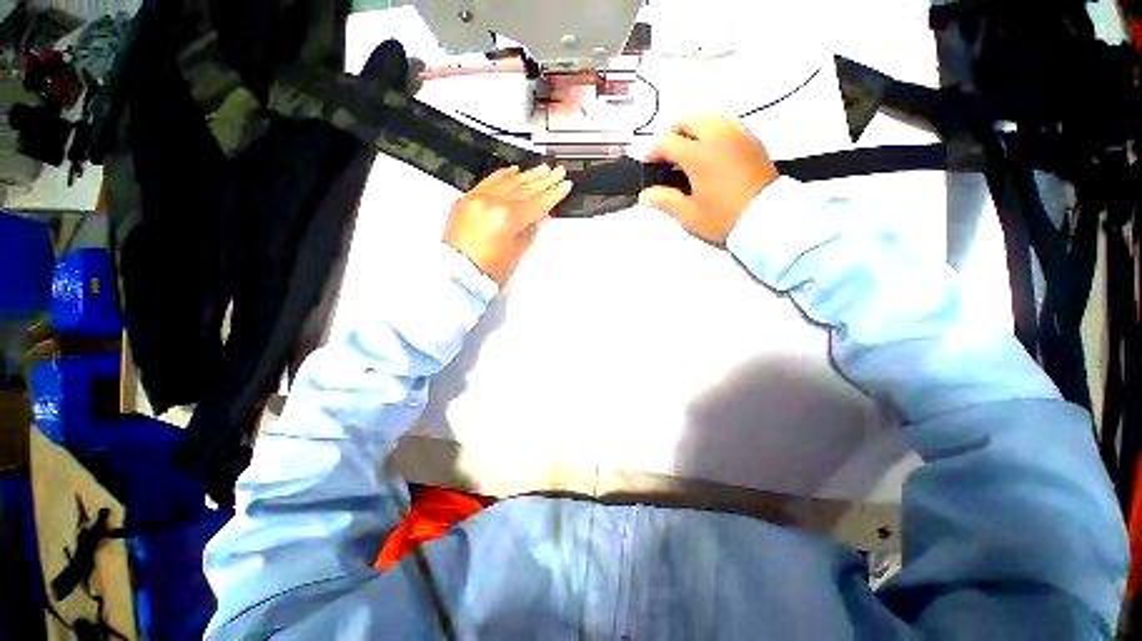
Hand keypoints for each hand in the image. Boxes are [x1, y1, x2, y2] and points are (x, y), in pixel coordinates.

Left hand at [445, 164, 572, 284]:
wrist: (458, 272)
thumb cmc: (486, 268)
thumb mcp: (516, 250)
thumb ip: (530, 229)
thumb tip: (539, 216)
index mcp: (506, 217)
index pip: (537, 203)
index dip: (553, 194)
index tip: (564, 185)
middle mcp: (491, 202)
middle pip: (524, 188)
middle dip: (544, 180)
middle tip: (557, 171)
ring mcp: (478, 198)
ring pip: (508, 181)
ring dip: (527, 174)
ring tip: (542, 168)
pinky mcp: (467, 199)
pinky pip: (488, 181)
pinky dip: (503, 175)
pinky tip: (514, 170)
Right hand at [638, 115, 778, 245]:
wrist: (767, 218)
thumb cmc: (724, 218)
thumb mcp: (690, 215)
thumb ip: (665, 200)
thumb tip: (644, 195)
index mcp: (699, 155)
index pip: (668, 143)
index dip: (653, 152)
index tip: (648, 164)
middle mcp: (718, 136)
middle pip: (688, 120)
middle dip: (672, 133)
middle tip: (667, 155)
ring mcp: (737, 134)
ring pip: (709, 117)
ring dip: (693, 129)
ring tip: (688, 151)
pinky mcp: (751, 138)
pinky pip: (727, 122)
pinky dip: (713, 129)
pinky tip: (711, 149)